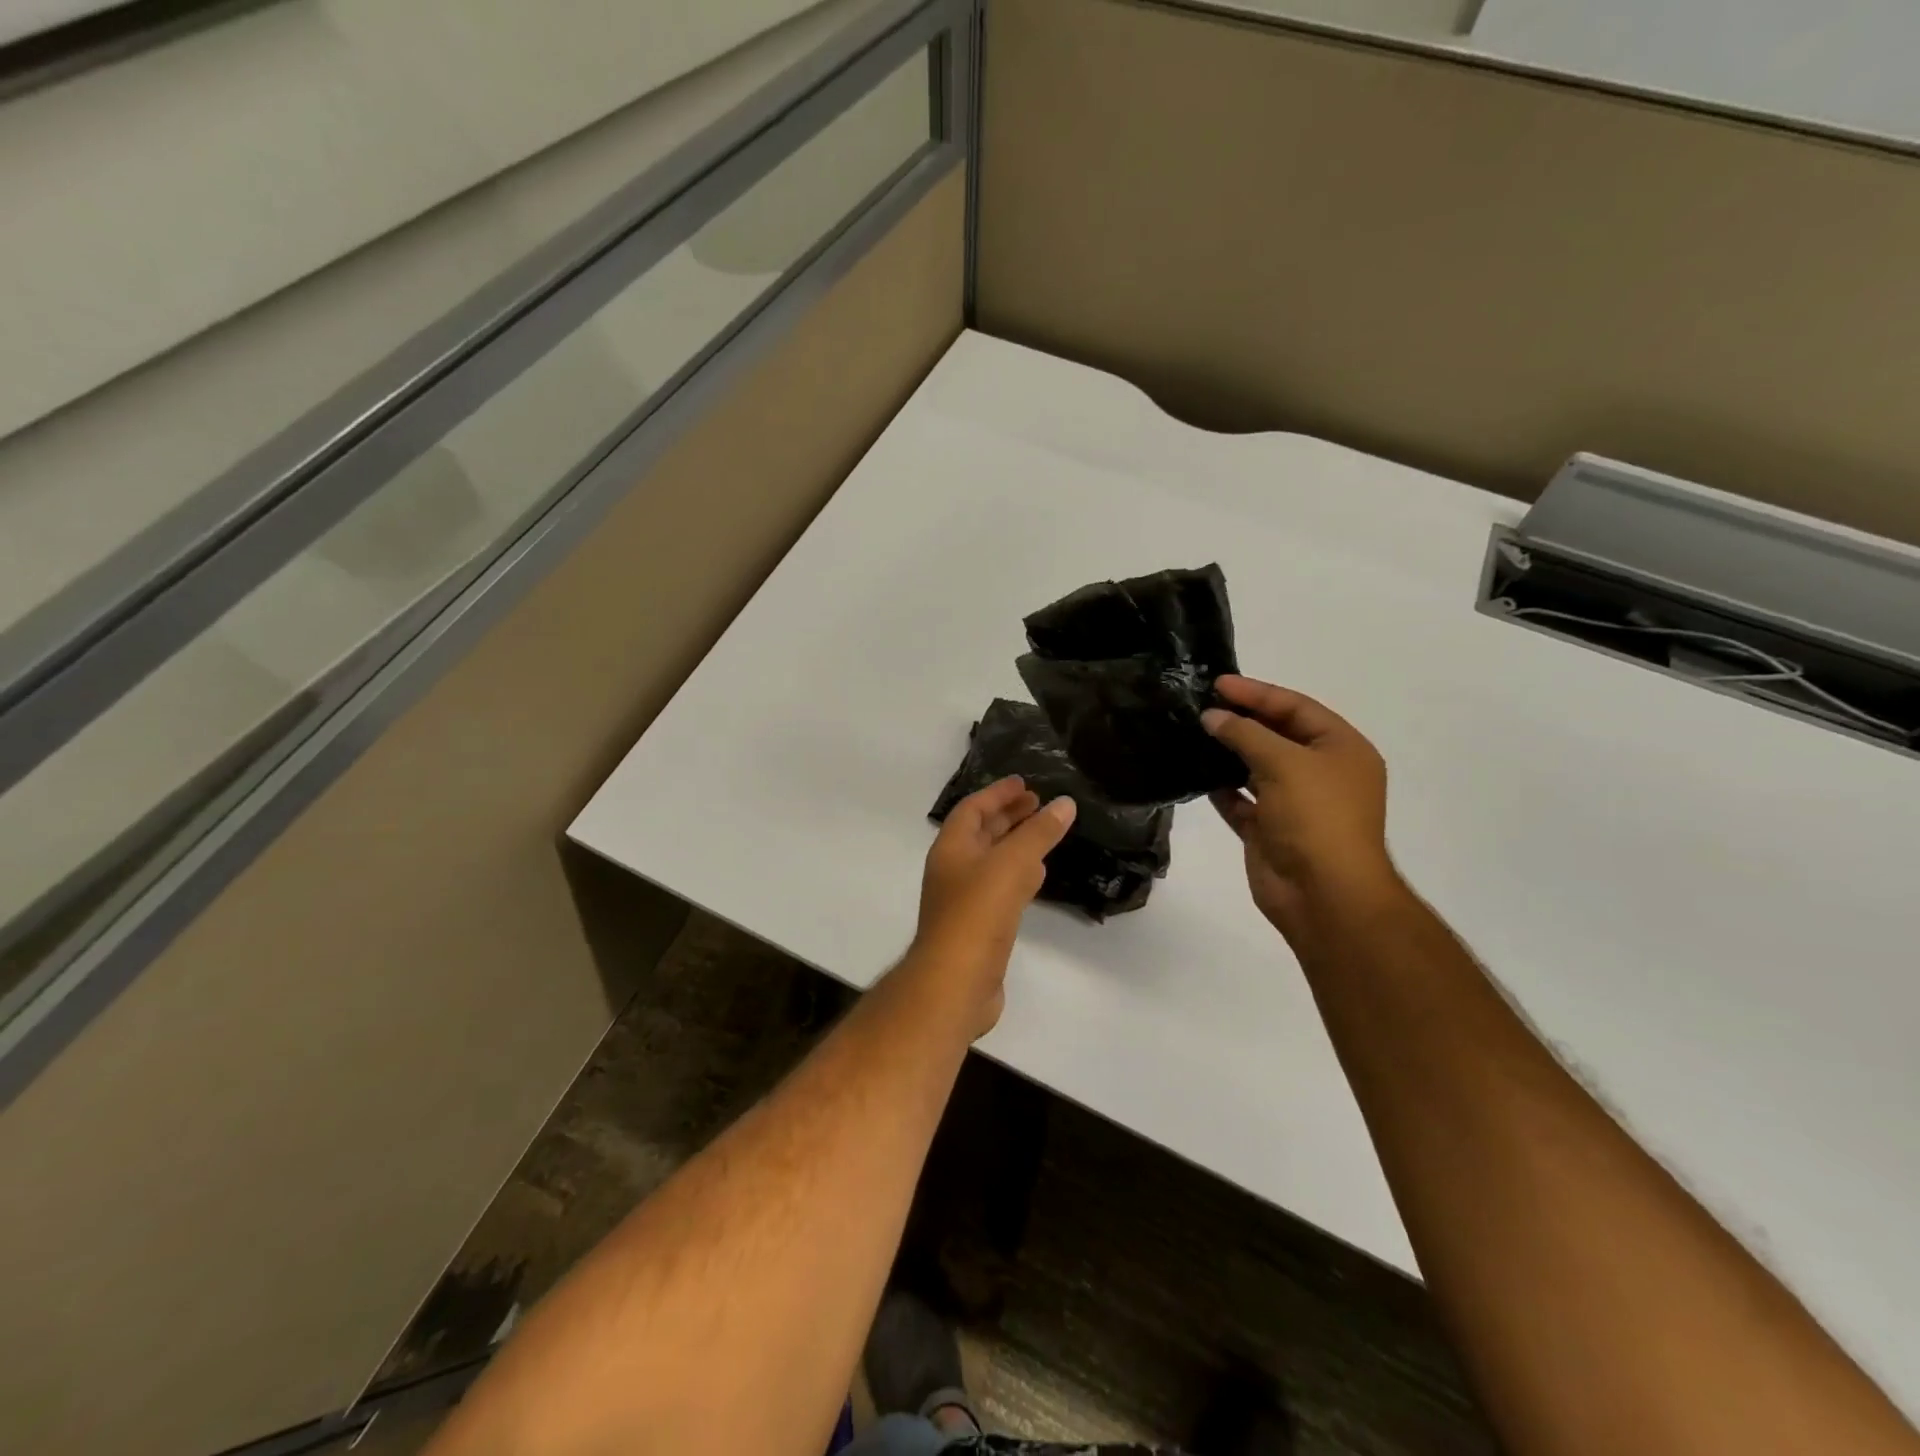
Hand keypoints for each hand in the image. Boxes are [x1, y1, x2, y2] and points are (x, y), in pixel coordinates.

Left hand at [910, 777, 1076, 1036]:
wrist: (956, 982)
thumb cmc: (977, 913)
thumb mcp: (1011, 864)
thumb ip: (1038, 833)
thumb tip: (1064, 803)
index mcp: (951, 848)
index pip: (972, 808)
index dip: (997, 793)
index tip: (1024, 783)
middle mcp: (954, 869)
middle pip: (981, 833)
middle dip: (1009, 816)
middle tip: (1039, 804)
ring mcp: (964, 900)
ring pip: (993, 861)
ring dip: (1016, 844)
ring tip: (1045, 832)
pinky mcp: (979, 927)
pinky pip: (1001, 889)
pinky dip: (1019, 875)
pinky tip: (1039, 875)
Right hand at [1203, 675, 1400, 936]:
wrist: (1323, 894)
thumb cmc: (1316, 817)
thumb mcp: (1284, 763)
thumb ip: (1245, 734)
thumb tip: (1212, 717)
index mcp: (1341, 749)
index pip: (1296, 708)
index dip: (1258, 693)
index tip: (1218, 683)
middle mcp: (1321, 773)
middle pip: (1277, 735)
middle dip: (1241, 720)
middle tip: (1201, 704)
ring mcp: (1295, 803)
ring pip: (1257, 768)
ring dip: (1229, 752)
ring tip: (1193, 733)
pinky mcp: (1270, 830)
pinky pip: (1242, 801)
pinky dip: (1223, 789)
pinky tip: (1197, 774)